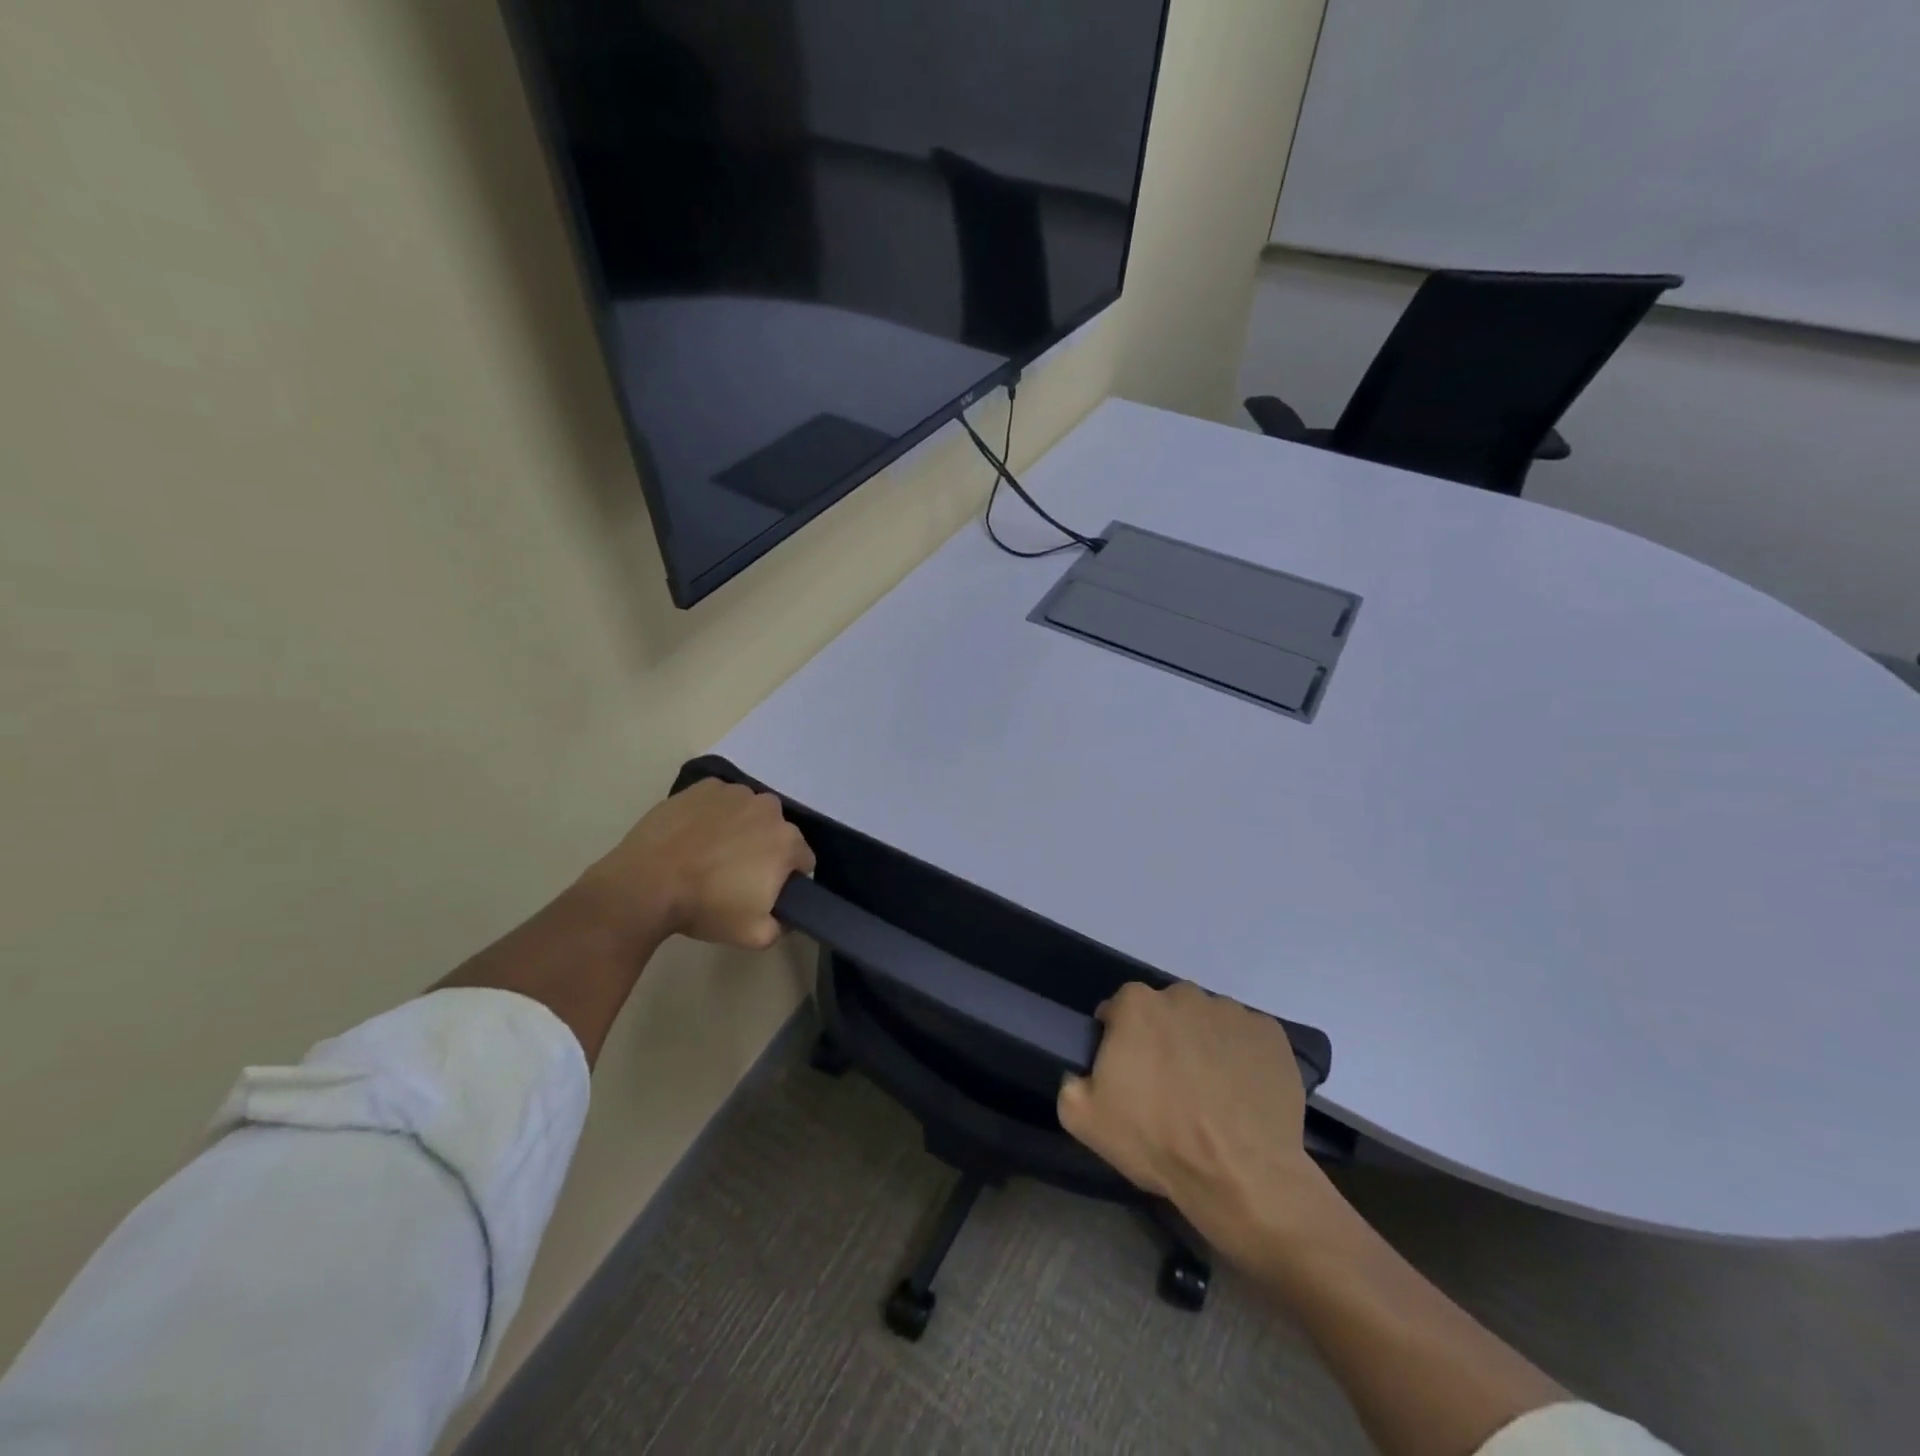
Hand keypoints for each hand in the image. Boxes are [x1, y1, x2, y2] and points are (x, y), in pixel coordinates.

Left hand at [582, 780, 814, 950]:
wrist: (645, 884)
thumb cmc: (705, 907)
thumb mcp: (754, 935)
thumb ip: (781, 926)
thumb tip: (783, 917)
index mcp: (787, 841)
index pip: (803, 860)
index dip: (789, 878)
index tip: (767, 892)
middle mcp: (768, 808)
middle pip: (776, 831)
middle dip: (764, 849)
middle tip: (737, 874)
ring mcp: (734, 793)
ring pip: (748, 812)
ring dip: (740, 828)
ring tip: (711, 853)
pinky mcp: (703, 787)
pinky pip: (719, 801)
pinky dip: (713, 814)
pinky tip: (693, 835)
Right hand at [1057, 981, 1328, 1263]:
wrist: (1241, 1176)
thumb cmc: (1158, 1140)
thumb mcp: (1083, 1118)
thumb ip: (1071, 1081)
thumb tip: (1081, 1072)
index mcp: (1136, 1005)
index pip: (1118, 1011)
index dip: (1119, 1042)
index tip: (1128, 1076)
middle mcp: (1183, 994)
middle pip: (1165, 1012)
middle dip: (1163, 1040)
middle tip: (1170, 1088)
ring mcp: (1231, 1011)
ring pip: (1206, 1022)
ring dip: (1203, 1046)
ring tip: (1210, 1096)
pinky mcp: (1270, 1033)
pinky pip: (1246, 1037)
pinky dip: (1241, 1057)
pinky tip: (1241, 1095)